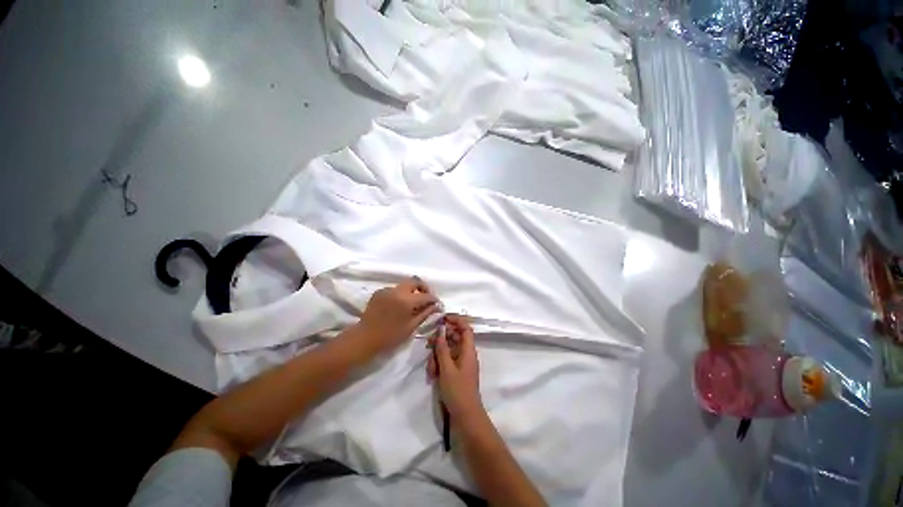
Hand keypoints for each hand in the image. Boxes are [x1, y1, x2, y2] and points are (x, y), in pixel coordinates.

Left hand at [354, 277, 438, 355]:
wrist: (364, 338)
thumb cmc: (390, 336)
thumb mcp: (411, 327)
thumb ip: (425, 314)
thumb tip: (436, 306)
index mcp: (406, 301)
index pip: (426, 295)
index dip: (433, 299)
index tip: (437, 304)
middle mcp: (397, 291)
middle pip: (415, 281)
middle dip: (423, 287)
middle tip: (427, 298)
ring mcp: (387, 289)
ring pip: (404, 284)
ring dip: (411, 290)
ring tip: (413, 303)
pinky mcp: (379, 291)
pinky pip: (394, 289)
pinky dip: (400, 294)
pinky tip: (399, 305)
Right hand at [428, 314, 483, 419]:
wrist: (465, 416)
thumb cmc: (457, 390)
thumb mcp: (446, 368)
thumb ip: (442, 348)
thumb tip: (440, 330)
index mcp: (468, 350)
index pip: (465, 328)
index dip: (455, 320)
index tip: (442, 319)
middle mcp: (466, 353)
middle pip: (454, 338)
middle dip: (440, 340)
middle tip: (428, 344)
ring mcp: (461, 363)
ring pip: (448, 350)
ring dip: (437, 355)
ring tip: (430, 369)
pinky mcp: (456, 371)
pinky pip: (447, 361)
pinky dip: (439, 364)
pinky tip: (432, 375)